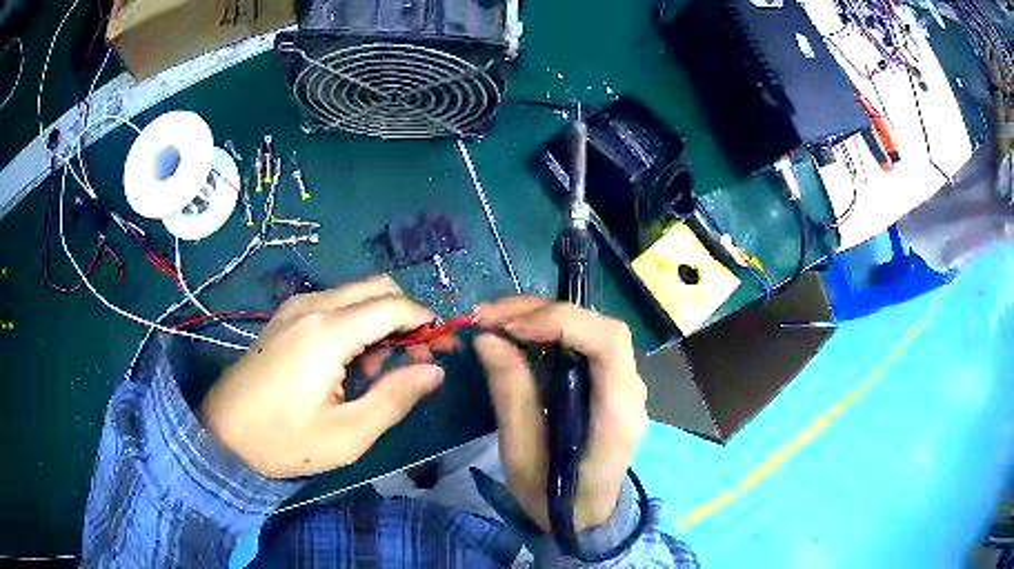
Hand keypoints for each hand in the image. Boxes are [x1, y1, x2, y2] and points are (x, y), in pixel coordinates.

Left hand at [201, 275, 446, 478]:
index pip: (393, 306)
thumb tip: (434, 372)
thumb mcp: (347, 435)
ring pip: (356, 294)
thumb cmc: (283, 441)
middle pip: (377, 288)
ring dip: (381, 321)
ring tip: (380, 369)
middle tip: (417, 358)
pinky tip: (351, 362)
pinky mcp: (285, 318)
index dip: (426, 322)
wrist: (222, 434)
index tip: (443, 350)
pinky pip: (334, 305)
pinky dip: (356, 323)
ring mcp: (295, 309)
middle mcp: (312, 307)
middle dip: (406, 317)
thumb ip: (394, 398)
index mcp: (327, 333)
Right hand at [473, 298, 647, 531]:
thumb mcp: (521, 457)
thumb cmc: (554, 498)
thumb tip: (488, 339)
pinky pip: (584, 344)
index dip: (561, 321)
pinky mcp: (609, 384)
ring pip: (592, 329)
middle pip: (600, 327)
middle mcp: (630, 390)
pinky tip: (518, 335)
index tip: (508, 327)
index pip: (608, 343)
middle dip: (543, 311)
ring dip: (543, 316)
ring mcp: (624, 385)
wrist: (585, 518)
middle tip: (488, 316)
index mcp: (617, 413)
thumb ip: (511, 396)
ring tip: (495, 321)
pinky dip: (549, 330)